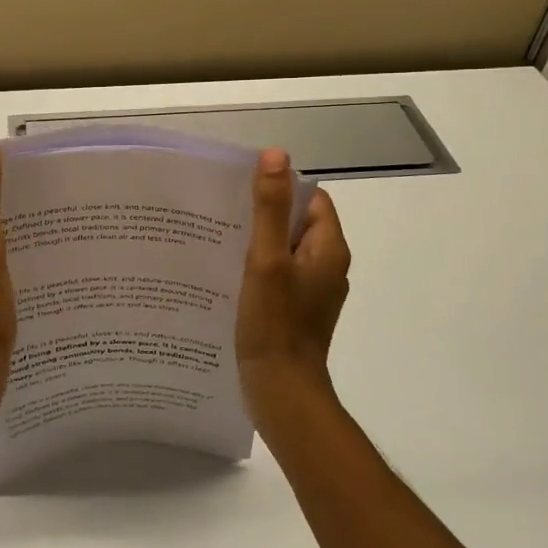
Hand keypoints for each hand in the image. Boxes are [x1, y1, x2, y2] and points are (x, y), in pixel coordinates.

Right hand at [236, 147, 350, 428]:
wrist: (281, 393)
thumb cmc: (275, 324)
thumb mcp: (267, 259)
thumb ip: (270, 208)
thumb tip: (276, 155)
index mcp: (329, 249)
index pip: (311, 199)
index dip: (281, 188)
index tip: (243, 187)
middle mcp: (326, 267)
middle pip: (296, 223)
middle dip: (263, 213)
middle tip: (223, 210)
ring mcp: (312, 291)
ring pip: (284, 250)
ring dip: (257, 241)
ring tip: (219, 237)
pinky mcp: (296, 311)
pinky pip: (278, 275)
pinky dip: (256, 268)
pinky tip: (227, 272)